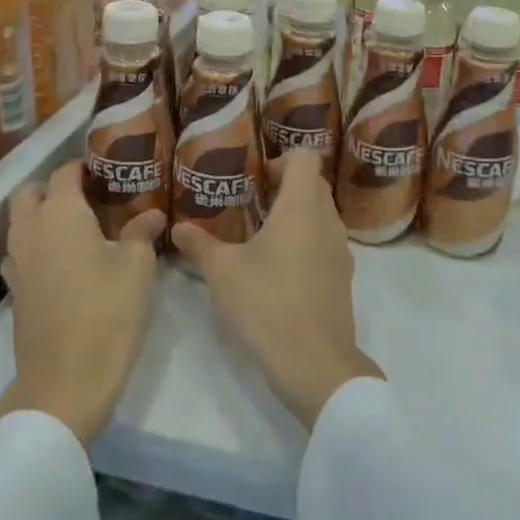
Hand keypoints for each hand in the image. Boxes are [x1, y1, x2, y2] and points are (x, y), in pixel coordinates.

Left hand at [0, 161, 166, 445]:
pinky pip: (22, 251)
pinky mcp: (15, 291)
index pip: (64, 173)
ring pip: (21, 222)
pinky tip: (67, 261)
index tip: (105, 169)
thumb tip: (151, 214)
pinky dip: (39, 244)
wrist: (66, 381)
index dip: (82, 166)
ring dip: (42, 215)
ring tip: (79, 227)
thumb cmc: (108, 313)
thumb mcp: (138, 268)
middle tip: (87, 195)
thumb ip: (142, 232)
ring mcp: (17, 262)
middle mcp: (30, 230)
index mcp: (60, 213)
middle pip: (29, 192)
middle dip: (53, 186)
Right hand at [171, 151, 382, 430]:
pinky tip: (277, 268)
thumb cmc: (266, 303)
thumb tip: (178, 228)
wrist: (314, 362)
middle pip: (314, 184)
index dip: (280, 159)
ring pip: (321, 215)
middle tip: (251, 203)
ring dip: (295, 216)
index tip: (255, 178)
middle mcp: (327, 221)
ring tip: (260, 236)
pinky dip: (305, 242)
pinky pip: (325, 243)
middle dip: (285, 186)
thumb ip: (199, 244)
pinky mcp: (342, 278)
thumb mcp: (222, 271)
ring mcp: (340, 251)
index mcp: (301, 207)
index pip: (305, 158)